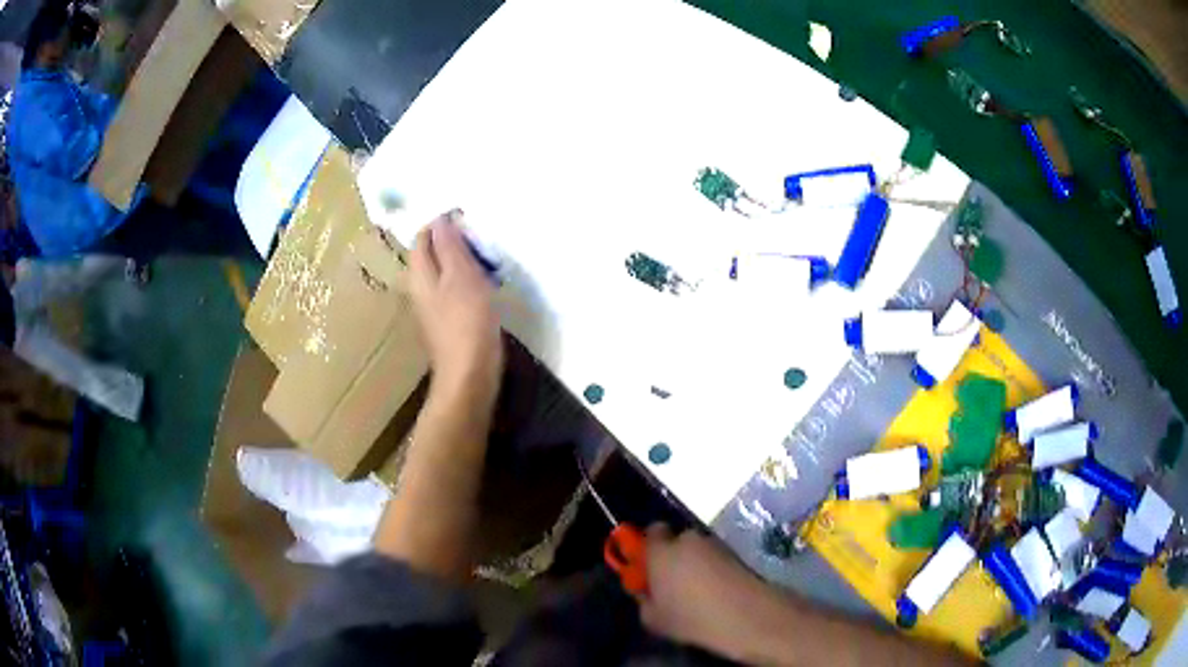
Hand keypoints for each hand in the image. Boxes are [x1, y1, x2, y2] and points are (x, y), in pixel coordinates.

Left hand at [408, 212, 502, 399]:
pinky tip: (486, 282)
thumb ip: (450, 246)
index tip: (470, 217)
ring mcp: (433, 307)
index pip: (423, 236)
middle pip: (432, 253)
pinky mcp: (448, 321)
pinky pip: (455, 289)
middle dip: (454, 240)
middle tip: (482, 234)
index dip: (442, 222)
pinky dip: (468, 279)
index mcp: (419, 274)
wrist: (469, 376)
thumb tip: (441, 218)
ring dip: (463, 260)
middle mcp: (420, 288)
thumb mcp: (461, 276)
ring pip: (444, 271)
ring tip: (487, 254)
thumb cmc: (466, 322)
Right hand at [639, 526, 771, 656]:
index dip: (648, 548)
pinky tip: (714, 593)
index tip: (647, 568)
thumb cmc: (691, 617)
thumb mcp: (653, 618)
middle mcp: (688, 539)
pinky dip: (712, 570)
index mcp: (661, 551)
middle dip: (672, 556)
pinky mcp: (736, 554)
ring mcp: (715, 545)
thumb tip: (646, 591)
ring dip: (694, 564)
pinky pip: (715, 559)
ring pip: (697, 550)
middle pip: (676, 540)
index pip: (650, 532)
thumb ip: (643, 599)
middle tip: (671, 583)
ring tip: (696, 592)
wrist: (746, 615)